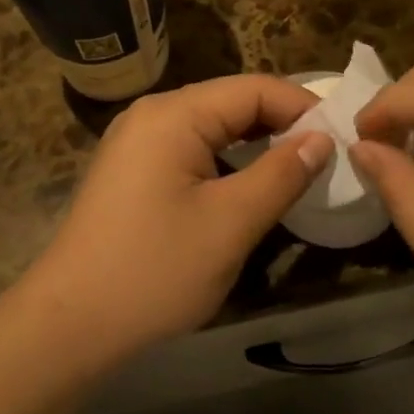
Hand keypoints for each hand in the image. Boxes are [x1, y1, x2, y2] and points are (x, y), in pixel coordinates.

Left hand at [23, 75, 331, 357]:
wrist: (70, 324)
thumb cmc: (155, 270)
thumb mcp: (231, 223)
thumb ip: (282, 173)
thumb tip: (321, 138)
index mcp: (173, 115)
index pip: (254, 88)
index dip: (302, 107)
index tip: (343, 137)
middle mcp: (152, 115)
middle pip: (231, 102)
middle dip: (281, 124)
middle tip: (327, 156)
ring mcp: (136, 143)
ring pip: (212, 128)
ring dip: (255, 144)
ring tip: (297, 171)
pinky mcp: (132, 172)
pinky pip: (191, 151)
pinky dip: (226, 162)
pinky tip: (249, 186)